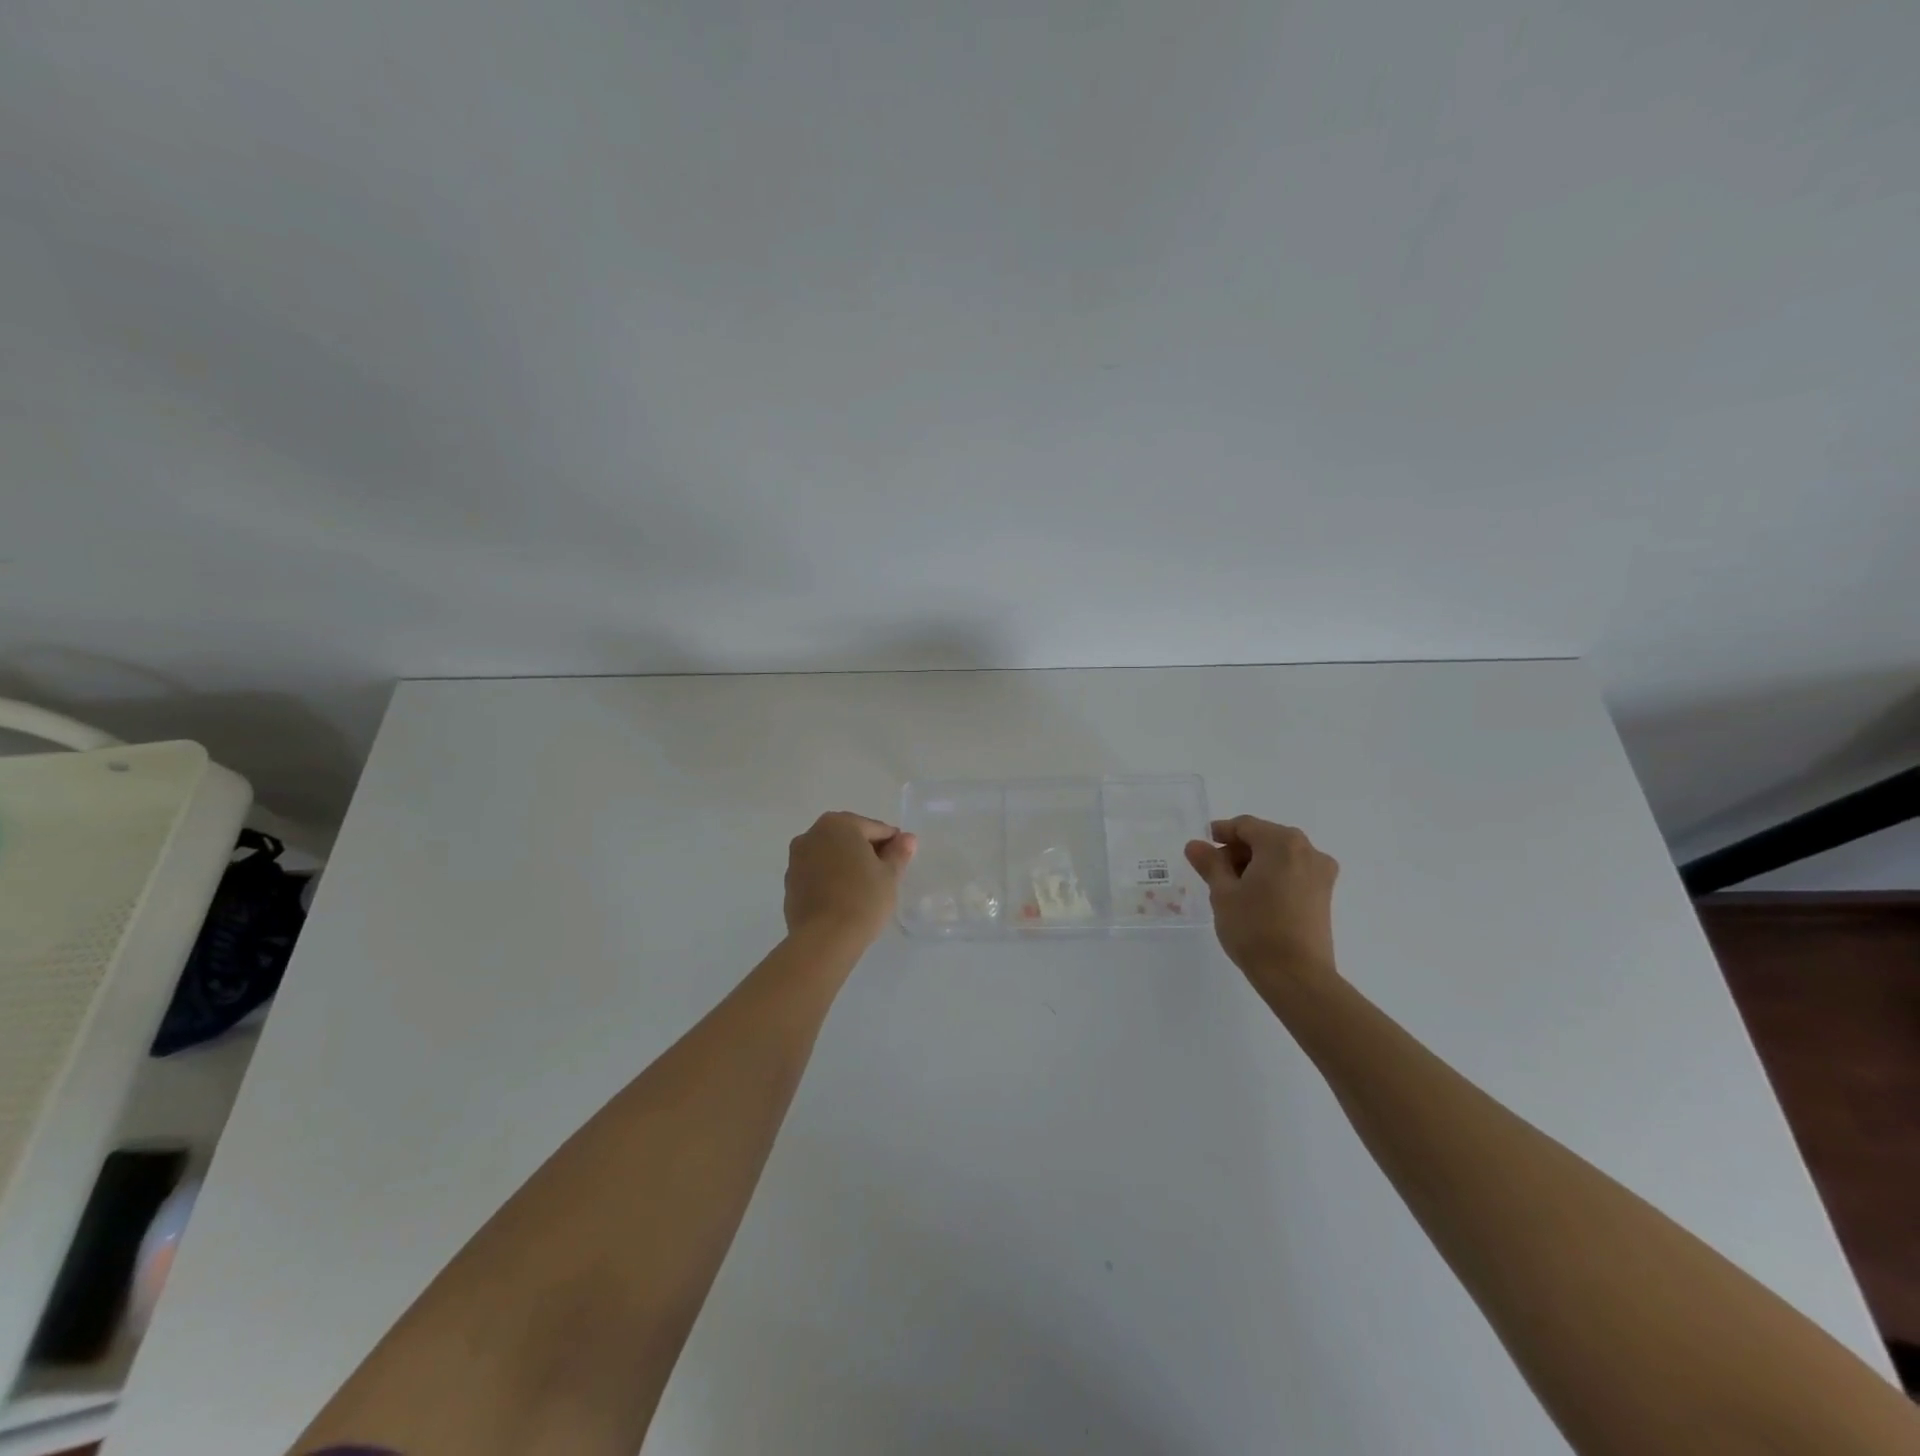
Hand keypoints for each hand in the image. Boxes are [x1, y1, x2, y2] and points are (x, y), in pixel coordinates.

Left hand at [783, 812, 917, 948]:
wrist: (824, 939)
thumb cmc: (863, 899)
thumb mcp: (889, 875)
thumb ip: (899, 852)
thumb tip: (907, 838)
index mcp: (839, 824)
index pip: (875, 829)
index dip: (892, 844)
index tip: (901, 862)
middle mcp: (812, 834)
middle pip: (849, 838)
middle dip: (867, 852)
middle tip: (884, 876)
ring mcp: (796, 859)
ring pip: (831, 855)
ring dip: (847, 865)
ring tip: (864, 890)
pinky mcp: (789, 883)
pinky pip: (817, 874)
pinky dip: (831, 879)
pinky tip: (843, 899)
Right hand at [1185, 816, 1339, 993]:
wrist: (1296, 976)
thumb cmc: (1255, 928)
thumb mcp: (1222, 893)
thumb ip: (1209, 863)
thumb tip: (1196, 845)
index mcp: (1282, 843)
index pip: (1245, 826)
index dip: (1220, 833)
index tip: (1201, 848)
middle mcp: (1308, 851)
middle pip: (1264, 839)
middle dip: (1237, 851)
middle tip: (1213, 873)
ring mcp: (1321, 874)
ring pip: (1280, 857)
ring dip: (1254, 865)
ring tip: (1232, 890)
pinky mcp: (1324, 896)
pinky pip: (1293, 873)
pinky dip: (1272, 878)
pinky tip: (1255, 900)